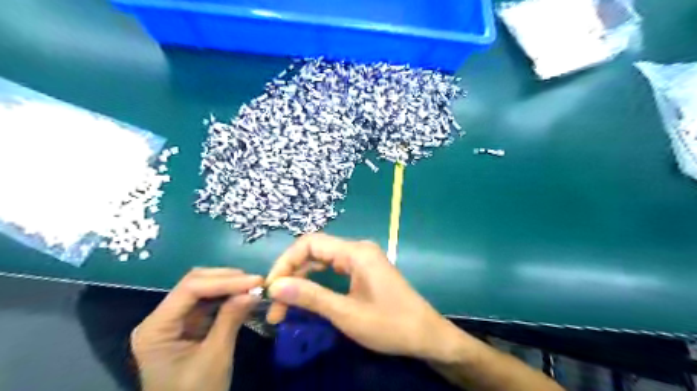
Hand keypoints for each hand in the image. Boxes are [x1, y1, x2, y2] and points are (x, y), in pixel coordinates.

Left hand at [132, 268, 263, 389]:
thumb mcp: (215, 357)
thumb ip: (231, 319)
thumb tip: (254, 292)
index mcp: (156, 328)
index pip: (190, 289)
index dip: (224, 281)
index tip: (255, 281)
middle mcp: (160, 318)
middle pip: (193, 284)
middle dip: (226, 279)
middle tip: (256, 282)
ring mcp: (173, 321)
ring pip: (202, 289)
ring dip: (228, 285)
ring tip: (253, 287)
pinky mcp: (187, 325)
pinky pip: (208, 302)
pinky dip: (227, 297)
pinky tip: (243, 296)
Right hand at [265, 232, 460, 359]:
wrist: (426, 335)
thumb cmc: (389, 324)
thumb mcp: (346, 313)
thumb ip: (311, 297)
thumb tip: (275, 286)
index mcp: (356, 252)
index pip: (310, 243)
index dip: (286, 262)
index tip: (271, 287)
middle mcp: (358, 249)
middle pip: (315, 251)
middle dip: (291, 274)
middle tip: (274, 304)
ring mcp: (362, 259)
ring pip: (323, 261)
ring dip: (302, 280)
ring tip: (284, 306)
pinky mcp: (364, 271)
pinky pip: (334, 270)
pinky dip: (317, 282)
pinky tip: (305, 298)